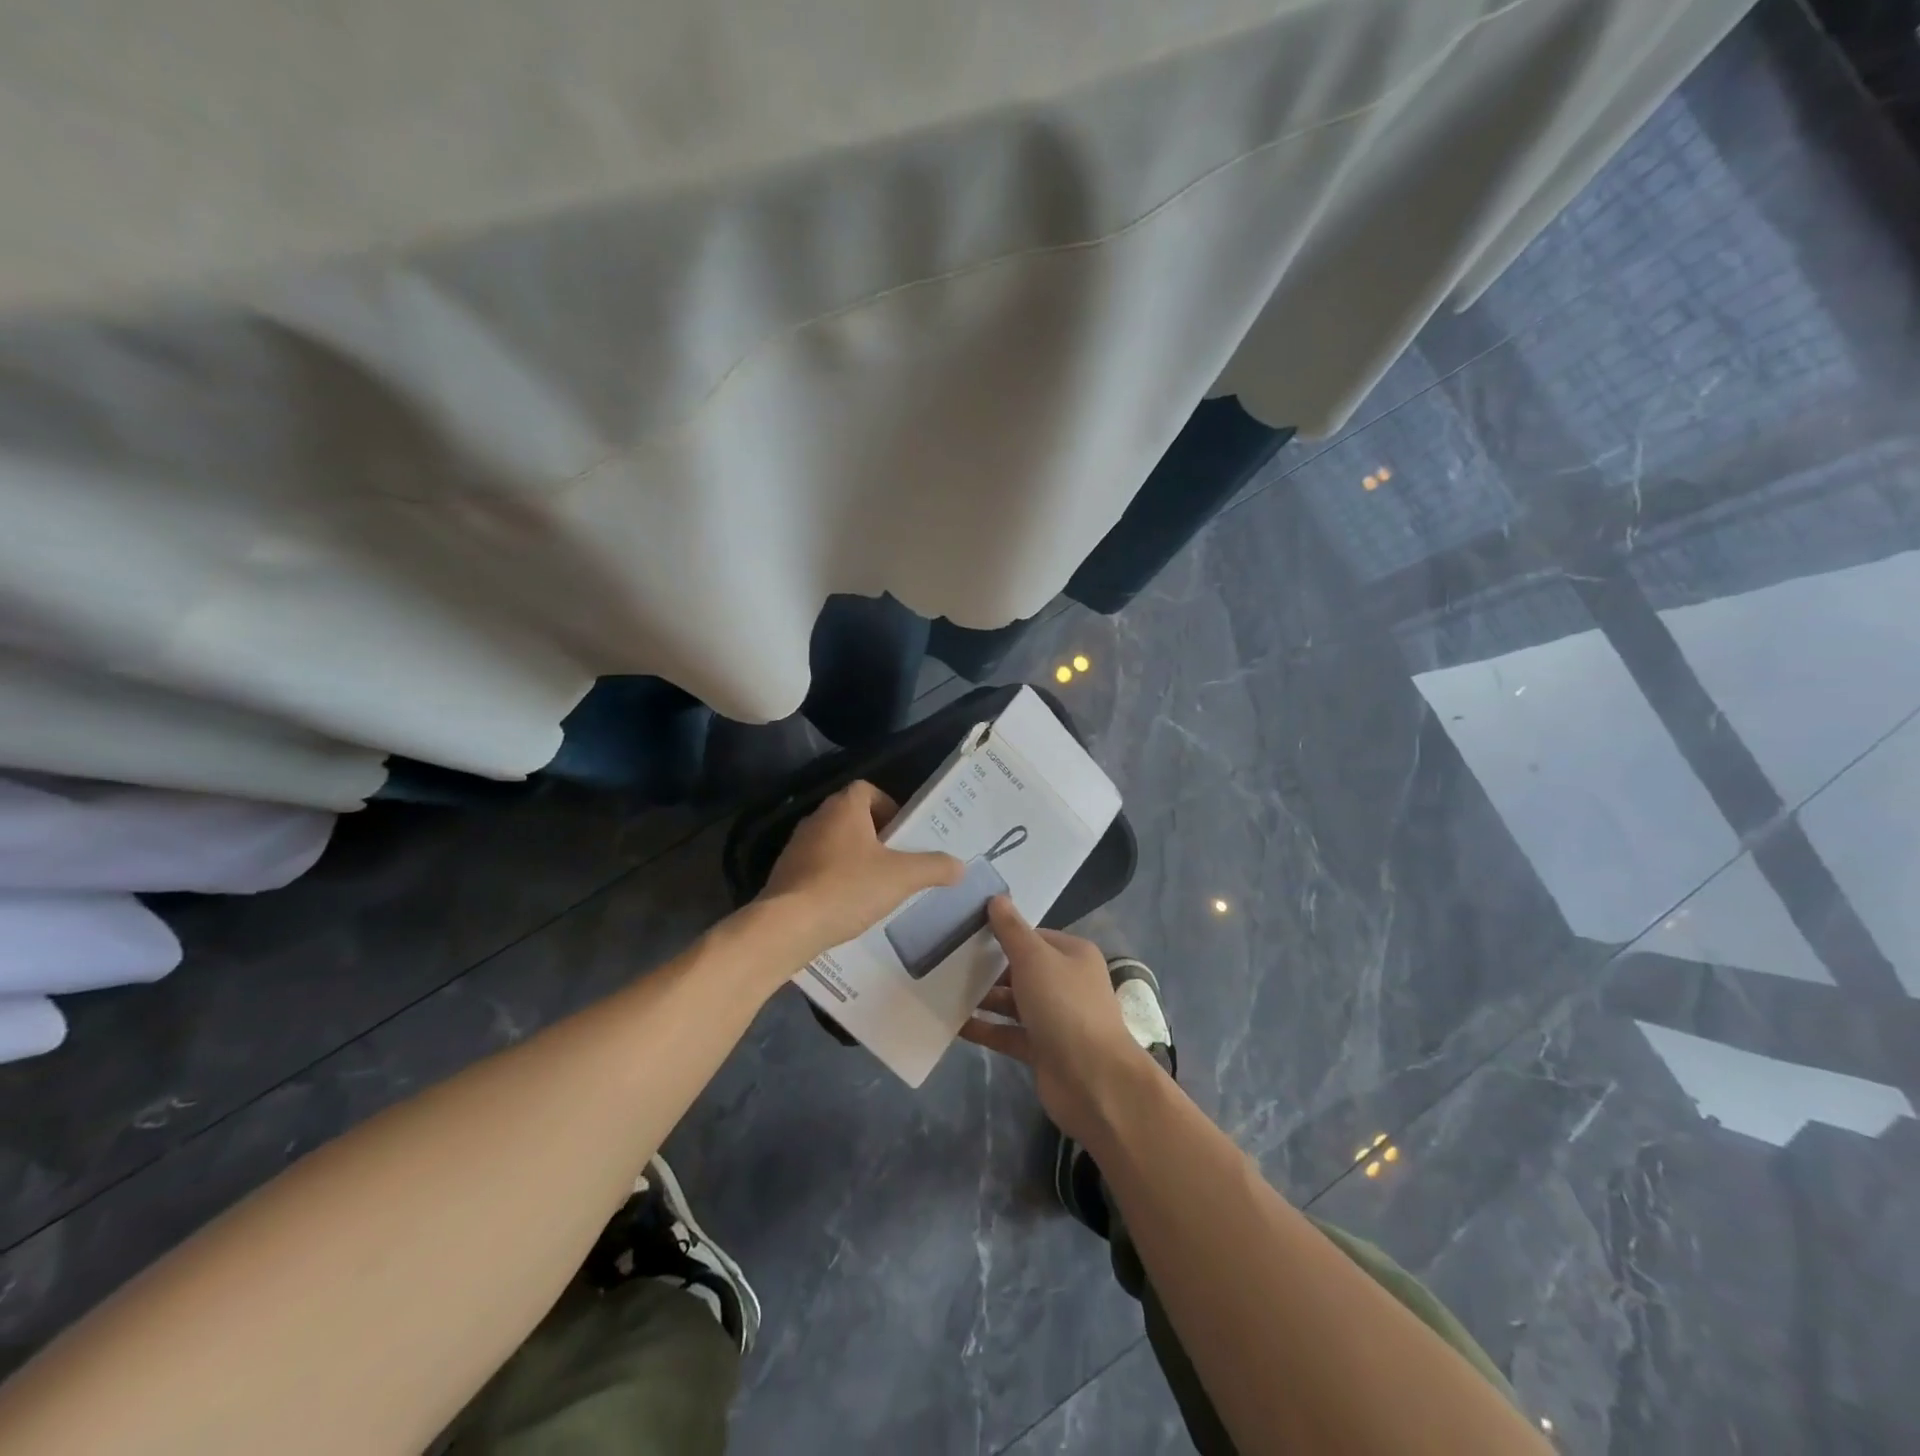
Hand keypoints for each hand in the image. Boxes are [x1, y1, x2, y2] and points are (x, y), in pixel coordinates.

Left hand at [756, 781, 962, 965]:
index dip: (889, 806)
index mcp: (843, 808)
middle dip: (876, 835)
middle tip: (897, 860)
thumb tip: (960, 866)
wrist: (788, 925)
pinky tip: (847, 904)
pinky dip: (834, 878)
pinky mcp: (784, 874)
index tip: (903, 834)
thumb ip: (934, 867)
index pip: (867, 790)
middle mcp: (817, 818)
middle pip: (851, 816)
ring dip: (854, 857)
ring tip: (875, 885)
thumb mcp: (902, 877)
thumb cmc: (848, 888)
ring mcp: (796, 846)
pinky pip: (817, 867)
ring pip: (834, 842)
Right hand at [960, 898, 1158, 1143]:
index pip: (1033, 936)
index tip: (965, 932)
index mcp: (1072, 954)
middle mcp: (1066, 982)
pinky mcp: (1042, 1049)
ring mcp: (1055, 1018)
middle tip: (946, 960)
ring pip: (1013, 1002)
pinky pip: (1008, 1033)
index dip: (1002, 933)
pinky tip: (954, 1023)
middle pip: (1021, 969)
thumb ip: (1011, 930)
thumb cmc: (1064, 1006)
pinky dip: (985, 1029)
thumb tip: (996, 898)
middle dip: (988, 967)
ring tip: (943, 990)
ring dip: (983, 998)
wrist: (1094, 1081)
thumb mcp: (1034, 958)